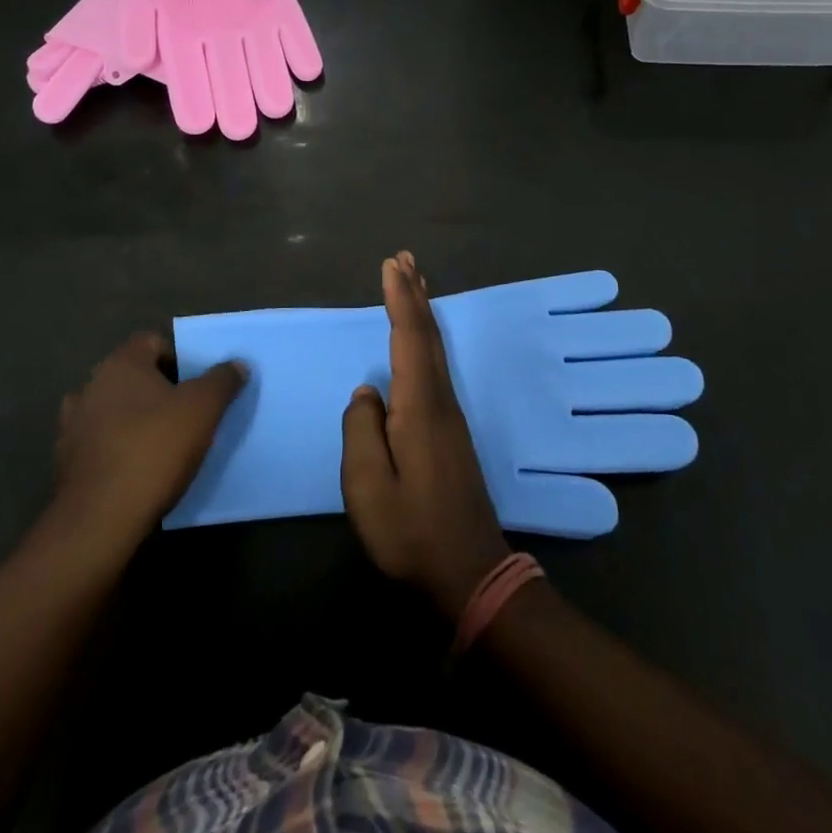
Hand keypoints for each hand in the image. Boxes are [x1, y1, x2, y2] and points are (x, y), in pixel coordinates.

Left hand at [52, 334, 246, 553]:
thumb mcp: (203, 409)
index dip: (178, 356)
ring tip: (163, 441)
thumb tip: (236, 364)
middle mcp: (90, 386)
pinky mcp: (66, 463)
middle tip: (187, 411)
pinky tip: (139, 469)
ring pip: (114, 410)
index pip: (151, 341)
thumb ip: (222, 380)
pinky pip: (101, 443)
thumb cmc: (154, 449)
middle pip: (132, 376)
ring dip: (135, 419)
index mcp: (120, 364)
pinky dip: (119, 448)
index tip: (197, 382)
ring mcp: (72, 426)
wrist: (100, 521)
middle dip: (159, 389)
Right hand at [341, 253, 510, 615]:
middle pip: (428, 336)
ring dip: (423, 312)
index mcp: (420, 408)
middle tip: (405, 259)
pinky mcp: (451, 432)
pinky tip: (421, 343)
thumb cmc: (412, 533)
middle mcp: (440, 401)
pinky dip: (426, 340)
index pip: (409, 339)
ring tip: (414, 284)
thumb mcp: (369, 489)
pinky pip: (436, 367)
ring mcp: (450, 416)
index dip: (400, 299)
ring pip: (435, 350)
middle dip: (416, 294)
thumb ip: (362, 433)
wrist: (469, 573)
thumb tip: (367, 394)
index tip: (391, 264)